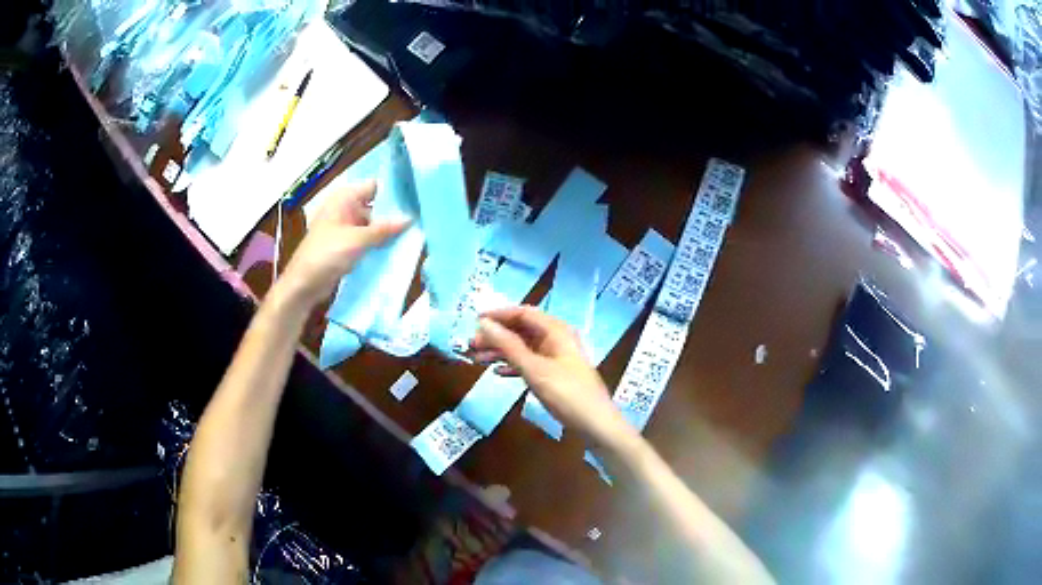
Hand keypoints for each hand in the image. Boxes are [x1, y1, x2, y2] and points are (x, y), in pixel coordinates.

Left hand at [277, 180, 409, 307]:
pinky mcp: (346, 245)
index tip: (416, 197)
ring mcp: (345, 227)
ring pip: (373, 224)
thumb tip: (410, 219)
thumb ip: (384, 229)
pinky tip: (397, 249)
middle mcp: (345, 209)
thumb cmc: (326, 255)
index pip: (375, 186)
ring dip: (388, 231)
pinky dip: (379, 243)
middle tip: (420, 219)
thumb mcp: (357, 240)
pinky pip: (367, 240)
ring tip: (414, 235)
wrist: (303, 285)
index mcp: (344, 198)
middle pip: (376, 206)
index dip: (394, 191)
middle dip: (394, 214)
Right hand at [471, 306, 636, 446]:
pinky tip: (497, 373)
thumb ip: (508, 346)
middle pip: (521, 330)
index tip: (474, 322)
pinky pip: (530, 363)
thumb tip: (484, 324)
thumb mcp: (534, 369)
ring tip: (477, 359)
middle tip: (471, 346)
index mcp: (556, 331)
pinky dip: (513, 365)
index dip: (498, 315)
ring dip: (501, 351)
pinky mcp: (556, 374)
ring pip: (524, 347)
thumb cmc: (566, 393)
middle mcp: (557, 339)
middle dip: (496, 336)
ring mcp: (557, 357)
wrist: (595, 424)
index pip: (523, 313)